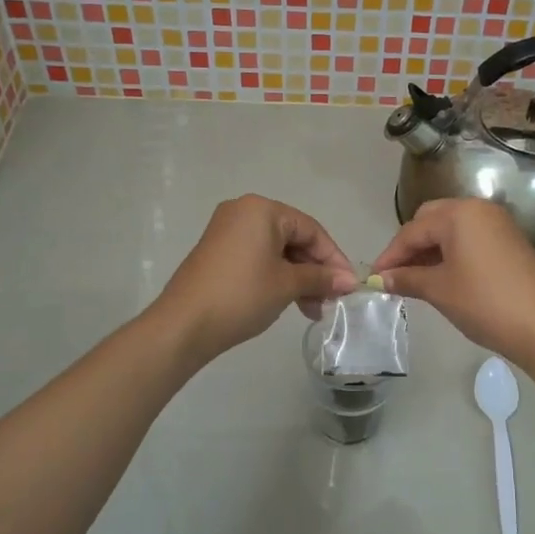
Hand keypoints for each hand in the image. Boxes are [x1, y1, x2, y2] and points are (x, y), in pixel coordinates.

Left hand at [152, 195, 356, 361]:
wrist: (184, 324)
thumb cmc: (242, 295)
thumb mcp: (287, 285)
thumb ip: (321, 278)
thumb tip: (349, 281)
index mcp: (262, 209)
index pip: (311, 229)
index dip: (334, 258)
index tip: (349, 285)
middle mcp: (243, 212)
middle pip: (294, 239)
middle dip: (315, 271)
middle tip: (331, 300)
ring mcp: (227, 231)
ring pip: (276, 251)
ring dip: (298, 278)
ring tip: (313, 310)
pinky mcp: (218, 252)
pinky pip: (258, 258)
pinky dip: (277, 277)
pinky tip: (291, 303)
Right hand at [370, 198, 534, 369]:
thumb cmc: (485, 303)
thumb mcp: (439, 290)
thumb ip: (406, 278)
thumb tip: (381, 278)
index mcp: (459, 213)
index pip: (412, 230)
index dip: (390, 255)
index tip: (373, 278)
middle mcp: (479, 209)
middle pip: (432, 220)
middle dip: (410, 246)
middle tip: (395, 275)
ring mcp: (498, 224)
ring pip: (452, 230)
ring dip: (430, 251)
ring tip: (414, 281)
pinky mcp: (510, 242)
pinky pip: (470, 239)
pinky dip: (451, 254)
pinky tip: (442, 278)